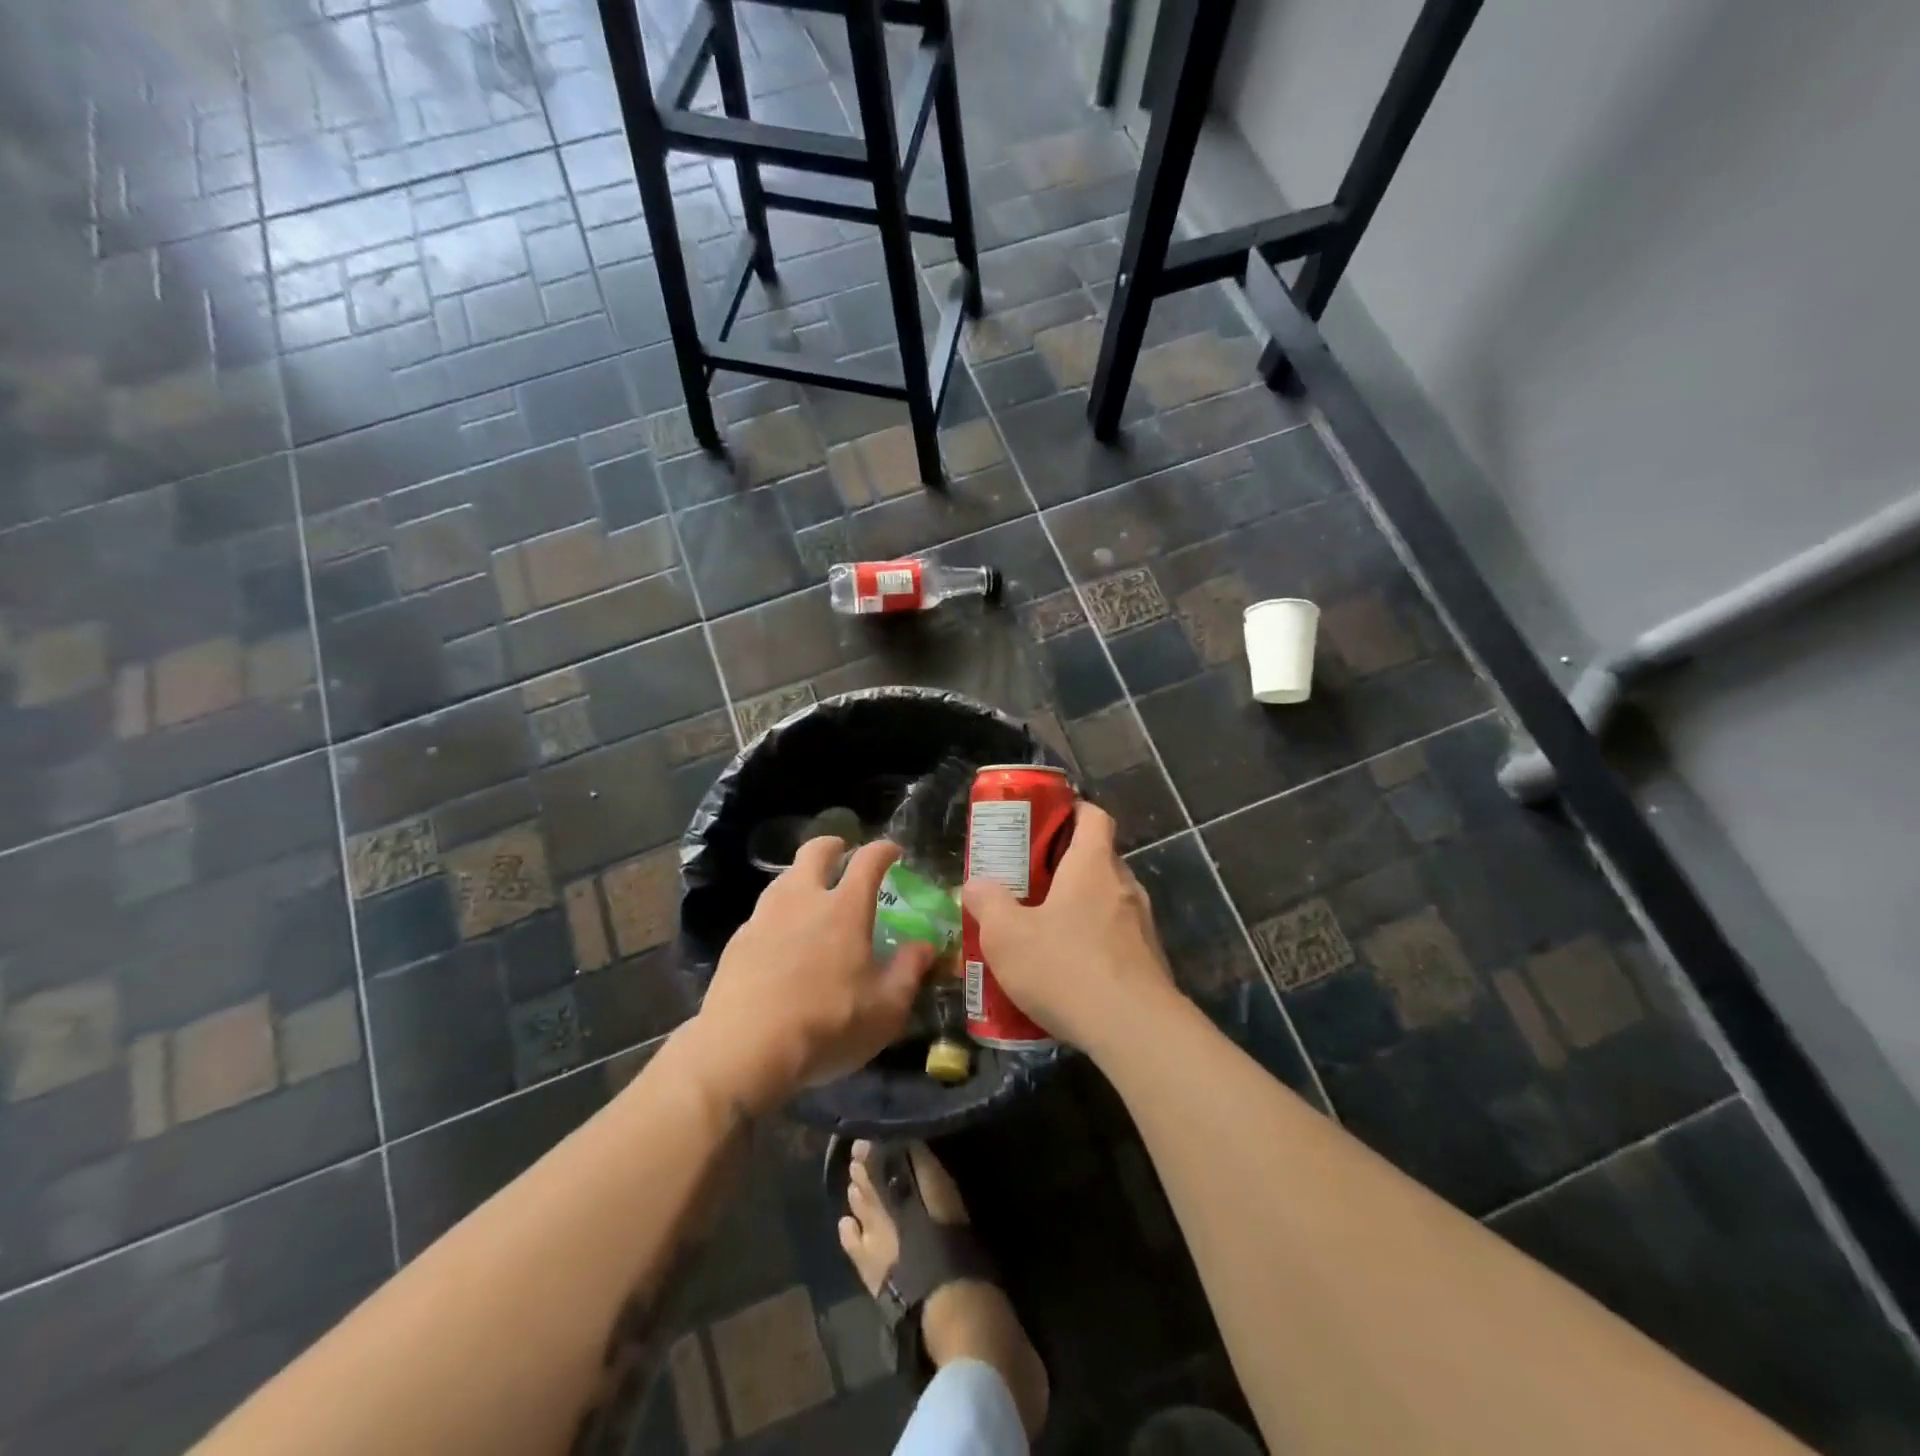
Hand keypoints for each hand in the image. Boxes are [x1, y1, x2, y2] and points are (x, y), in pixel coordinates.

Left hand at [688, 837, 934, 1114]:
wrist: (744, 1049)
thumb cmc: (827, 1024)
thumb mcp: (886, 1008)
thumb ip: (909, 971)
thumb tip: (924, 946)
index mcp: (844, 908)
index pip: (868, 860)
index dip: (884, 850)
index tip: (894, 851)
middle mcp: (803, 899)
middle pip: (814, 852)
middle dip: (832, 846)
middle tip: (842, 853)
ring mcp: (764, 917)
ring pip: (784, 878)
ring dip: (801, 877)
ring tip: (812, 897)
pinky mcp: (737, 941)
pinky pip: (763, 914)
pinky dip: (778, 915)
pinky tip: (781, 940)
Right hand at [961, 802, 1175, 1048]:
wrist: (1134, 1030)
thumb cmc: (1065, 967)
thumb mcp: (1007, 936)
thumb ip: (987, 904)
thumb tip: (975, 885)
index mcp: (1092, 865)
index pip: (1094, 816)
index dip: (1072, 811)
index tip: (1046, 822)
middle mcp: (1124, 886)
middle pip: (1099, 859)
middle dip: (1066, 866)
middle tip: (1030, 882)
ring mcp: (1143, 926)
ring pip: (1108, 901)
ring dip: (1080, 908)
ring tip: (1044, 930)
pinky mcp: (1150, 963)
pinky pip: (1117, 939)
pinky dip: (1095, 944)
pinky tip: (1068, 972)